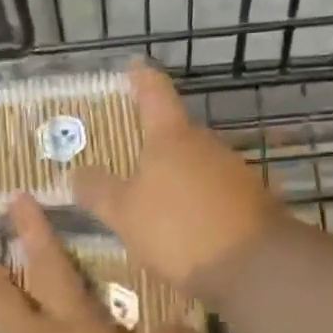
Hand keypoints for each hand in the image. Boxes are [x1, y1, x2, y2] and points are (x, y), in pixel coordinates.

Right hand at [72, 65, 284, 294]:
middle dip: (155, 143)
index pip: (154, 92)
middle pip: (177, 133)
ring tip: (154, 202)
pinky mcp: (252, 200)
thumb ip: (99, 191)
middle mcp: (206, 144)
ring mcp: (234, 171)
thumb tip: (78, 173)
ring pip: (197, 165)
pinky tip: (186, 228)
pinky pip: (215, 193)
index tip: (134, 66)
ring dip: (177, 177)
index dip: (141, 78)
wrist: (254, 266)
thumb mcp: (125, 214)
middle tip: (130, 157)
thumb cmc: (179, 229)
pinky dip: (198, 202)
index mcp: (172, 137)